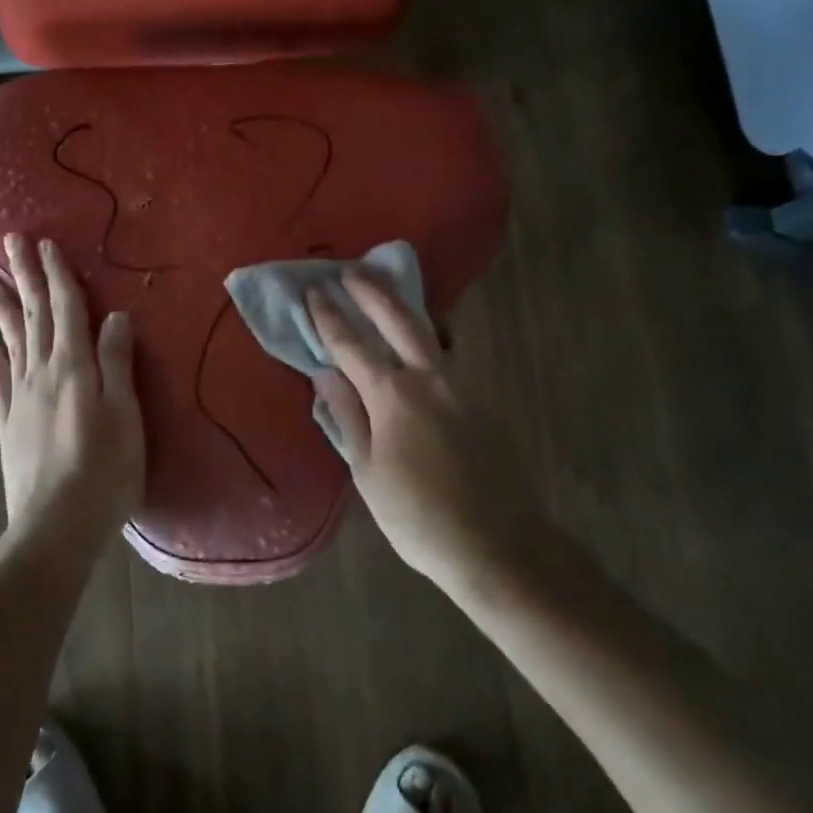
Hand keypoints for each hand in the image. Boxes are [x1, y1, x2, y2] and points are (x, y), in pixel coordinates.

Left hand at [0, 234, 145, 554]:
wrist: (55, 527)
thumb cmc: (104, 470)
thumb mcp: (125, 414)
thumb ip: (117, 363)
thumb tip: (115, 317)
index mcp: (75, 366)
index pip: (66, 308)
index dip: (58, 274)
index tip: (46, 243)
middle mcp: (42, 372)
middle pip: (34, 315)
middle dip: (25, 276)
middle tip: (10, 241)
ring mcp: (20, 398)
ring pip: (11, 341)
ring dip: (3, 309)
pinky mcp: (8, 424)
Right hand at [307, 270, 538, 595]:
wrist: (499, 543)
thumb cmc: (419, 516)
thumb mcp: (367, 472)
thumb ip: (346, 415)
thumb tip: (324, 373)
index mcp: (393, 395)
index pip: (352, 344)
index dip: (329, 317)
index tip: (314, 292)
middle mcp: (428, 377)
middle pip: (397, 318)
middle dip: (370, 290)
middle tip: (349, 268)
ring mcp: (461, 384)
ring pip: (430, 328)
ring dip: (403, 302)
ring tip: (386, 285)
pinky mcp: (481, 397)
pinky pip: (449, 351)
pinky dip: (431, 330)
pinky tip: (424, 333)